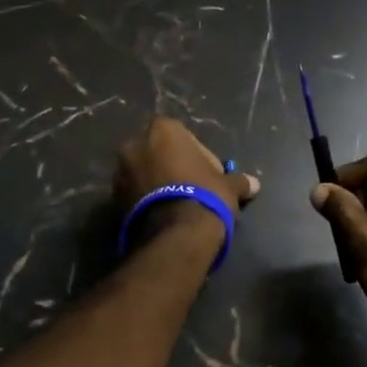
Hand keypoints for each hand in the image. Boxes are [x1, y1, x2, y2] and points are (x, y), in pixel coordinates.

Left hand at [114, 117, 258, 242]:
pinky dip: (144, 201)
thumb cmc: (204, 196)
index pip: (180, 134)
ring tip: (176, 205)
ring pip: (142, 173)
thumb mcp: (228, 186)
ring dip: (155, 184)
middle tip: (190, 186)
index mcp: (163, 131)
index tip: (206, 172)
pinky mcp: (112, 200)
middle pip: (156, 151)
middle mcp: (135, 145)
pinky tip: (163, 216)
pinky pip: (133, 194)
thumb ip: (238, 180)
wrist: (175, 236)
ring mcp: (120, 173)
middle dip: (169, 166)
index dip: (195, 152)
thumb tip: (254, 184)